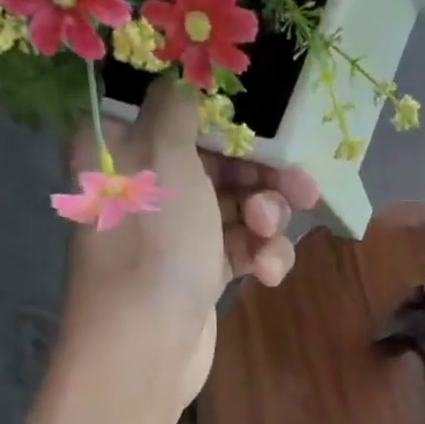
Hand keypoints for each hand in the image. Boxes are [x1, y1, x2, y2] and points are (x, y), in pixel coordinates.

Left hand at [63, 78, 317, 408]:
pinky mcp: (201, 272)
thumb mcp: (164, 157)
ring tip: (268, 238)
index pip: (178, 112)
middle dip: (263, 177)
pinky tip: (268, 274)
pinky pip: (241, 248)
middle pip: (218, 161)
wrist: (146, 347)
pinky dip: (261, 257)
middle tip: (302, 190)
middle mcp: (147, 185)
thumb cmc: (154, 243)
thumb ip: (178, 108)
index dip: (225, 116)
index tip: (265, 124)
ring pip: (237, 207)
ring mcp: (176, 232)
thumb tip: (181, 76)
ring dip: (265, 221)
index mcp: (122, 148)